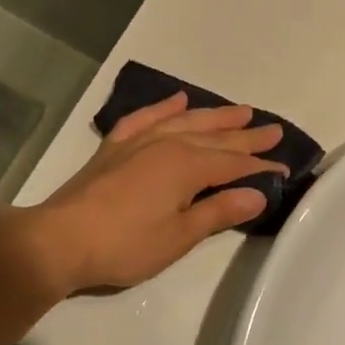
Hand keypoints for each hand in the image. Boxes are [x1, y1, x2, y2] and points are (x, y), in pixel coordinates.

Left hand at [31, 93, 286, 294]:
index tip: (284, 168)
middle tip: (274, 130)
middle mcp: (167, 144)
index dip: (260, 167)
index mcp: (187, 166)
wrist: (61, 239)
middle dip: (246, 135)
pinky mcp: (116, 147)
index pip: (233, 163)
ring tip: (240, 110)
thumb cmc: (125, 244)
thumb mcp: (179, 236)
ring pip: (186, 121)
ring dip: (214, 116)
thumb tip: (257, 194)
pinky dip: (164, 107)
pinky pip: (145, 117)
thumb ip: (218, 211)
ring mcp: (139, 141)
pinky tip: (177, 100)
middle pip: (215, 137)